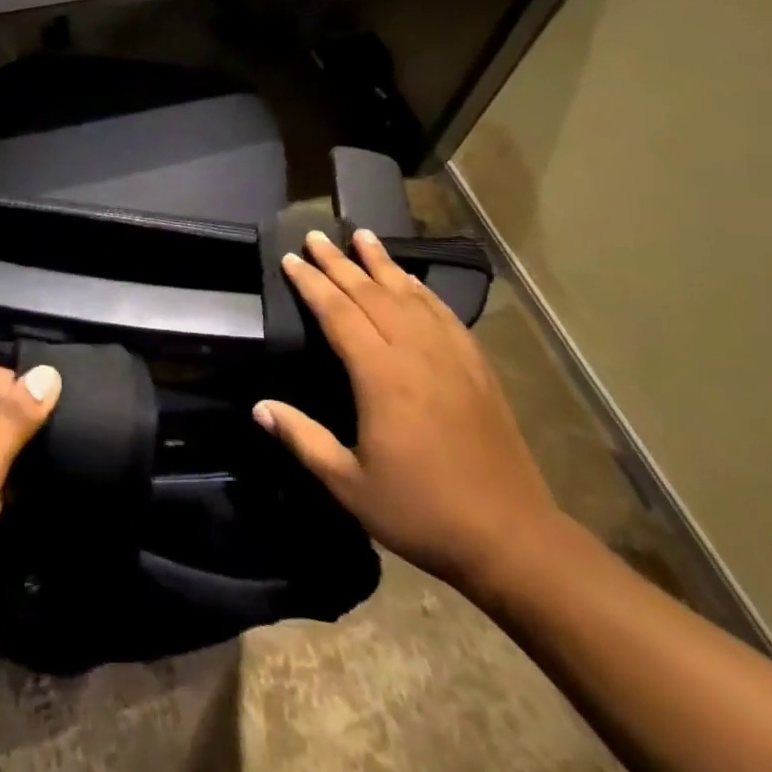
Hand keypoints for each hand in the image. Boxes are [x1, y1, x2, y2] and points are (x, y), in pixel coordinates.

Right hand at [254, 229, 561, 588]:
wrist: (511, 537)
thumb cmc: (422, 512)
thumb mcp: (350, 485)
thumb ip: (303, 439)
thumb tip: (260, 406)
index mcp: (381, 376)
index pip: (338, 313)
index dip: (312, 284)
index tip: (290, 259)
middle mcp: (415, 352)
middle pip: (371, 293)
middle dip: (339, 262)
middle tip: (316, 235)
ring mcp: (451, 356)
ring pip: (409, 295)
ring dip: (383, 263)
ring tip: (363, 236)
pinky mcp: (477, 367)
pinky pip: (443, 313)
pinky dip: (422, 290)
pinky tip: (412, 280)